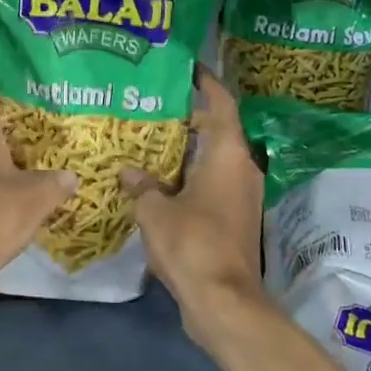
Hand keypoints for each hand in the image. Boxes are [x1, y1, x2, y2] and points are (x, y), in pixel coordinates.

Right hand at [121, 70, 268, 350]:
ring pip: (215, 162)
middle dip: (191, 119)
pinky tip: (162, 184)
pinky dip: (192, 179)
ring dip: (190, 152)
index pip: (222, 105)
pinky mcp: (236, 221)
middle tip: (155, 108)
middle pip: (219, 132)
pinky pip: (214, 186)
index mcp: (227, 156)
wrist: (223, 301)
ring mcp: (242, 197)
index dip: (207, 84)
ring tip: (153, 143)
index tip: (190, 69)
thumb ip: (141, 185)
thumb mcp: (154, 211)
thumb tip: (129, 171)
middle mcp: (242, 170)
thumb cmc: (191, 243)